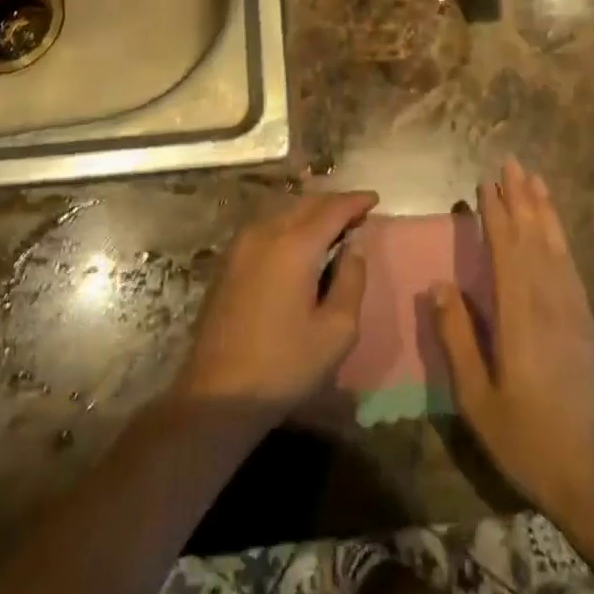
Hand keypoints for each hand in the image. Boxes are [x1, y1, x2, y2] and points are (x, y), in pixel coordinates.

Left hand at [173, 191, 374, 419]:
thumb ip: (352, 279)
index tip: (375, 199)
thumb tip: (355, 245)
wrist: (218, 394)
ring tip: (333, 227)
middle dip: (334, 204)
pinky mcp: (229, 262)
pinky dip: (291, 226)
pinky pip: (267, 228)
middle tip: (358, 214)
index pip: (332, 209)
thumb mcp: (337, 329)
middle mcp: (266, 233)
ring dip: (311, 213)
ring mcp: (242, 246)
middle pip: (306, 204)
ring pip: (284, 213)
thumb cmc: (285, 365)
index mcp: (294, 246)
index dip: (356, 201)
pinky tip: (300, 244)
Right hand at [433, 159, 593, 535]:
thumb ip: (457, 338)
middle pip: (534, 237)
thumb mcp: (478, 398)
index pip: (506, 249)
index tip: (485, 182)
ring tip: (535, 180)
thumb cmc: (528, 438)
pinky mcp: (586, 323)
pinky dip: (561, 239)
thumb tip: (439, 285)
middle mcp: (549, 301)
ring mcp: (573, 310)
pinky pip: (571, 266)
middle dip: (522, 198)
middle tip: (512, 162)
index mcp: (519, 315)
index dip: (496, 213)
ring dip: (544, 210)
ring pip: (556, 246)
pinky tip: (554, 231)